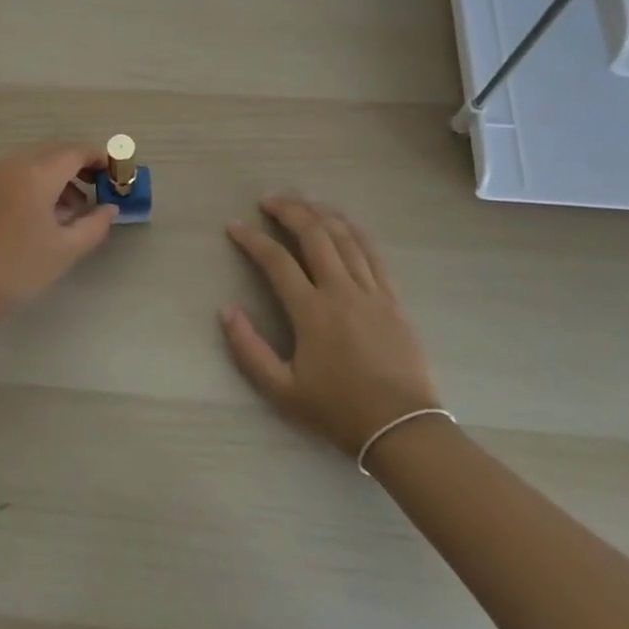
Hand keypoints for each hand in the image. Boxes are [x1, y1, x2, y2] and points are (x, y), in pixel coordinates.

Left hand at [0, 141, 118, 337]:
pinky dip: (38, 183)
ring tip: (74, 210)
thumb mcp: (65, 250)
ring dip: (59, 176)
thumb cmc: (17, 269)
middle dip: (80, 165)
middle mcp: (14, 166)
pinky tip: (45, 215)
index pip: (76, 152)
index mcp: (36, 174)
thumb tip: (109, 208)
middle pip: (55, 152)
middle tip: (99, 188)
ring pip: (35, 162)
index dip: (100, 158)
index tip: (117, 173)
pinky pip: (18, 174)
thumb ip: (95, 225)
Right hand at [221, 195, 441, 459]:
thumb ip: (249, 349)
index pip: (276, 261)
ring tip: (301, 203)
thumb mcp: (282, 390)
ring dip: (320, 214)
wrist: (402, 428)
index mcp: (311, 311)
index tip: (234, 226)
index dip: (252, 239)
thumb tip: (226, 310)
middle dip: (289, 211)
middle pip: (314, 235)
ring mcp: (371, 291)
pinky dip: (354, 231)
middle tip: (268, 201)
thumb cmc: (338, 410)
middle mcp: (341, 291)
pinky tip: (342, 222)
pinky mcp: (392, 298)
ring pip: (344, 237)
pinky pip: (372, 253)